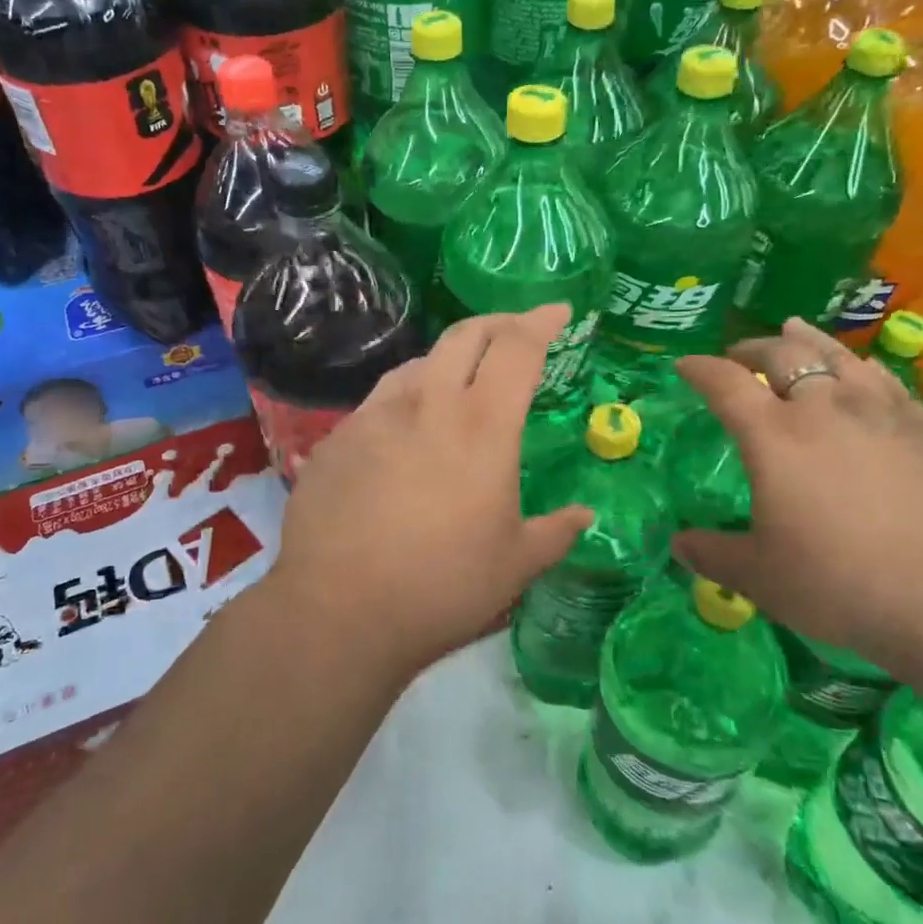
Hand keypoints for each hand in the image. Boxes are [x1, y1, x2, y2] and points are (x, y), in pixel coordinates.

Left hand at [263, 305, 592, 685]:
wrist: (338, 612)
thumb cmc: (442, 586)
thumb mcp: (515, 565)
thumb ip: (556, 533)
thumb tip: (585, 517)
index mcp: (482, 426)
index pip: (518, 348)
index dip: (542, 322)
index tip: (558, 311)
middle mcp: (427, 404)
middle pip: (465, 335)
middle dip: (498, 323)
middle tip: (516, 332)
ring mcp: (374, 417)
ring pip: (418, 363)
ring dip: (448, 360)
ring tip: (461, 382)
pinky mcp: (337, 439)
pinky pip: (380, 402)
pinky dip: (406, 400)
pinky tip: (405, 434)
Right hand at [672, 318, 922, 673]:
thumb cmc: (841, 583)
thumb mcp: (761, 577)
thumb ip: (713, 554)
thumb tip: (677, 545)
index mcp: (773, 435)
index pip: (725, 384)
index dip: (700, 369)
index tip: (684, 365)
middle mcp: (823, 407)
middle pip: (782, 355)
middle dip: (752, 348)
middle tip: (738, 354)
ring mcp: (879, 411)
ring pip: (836, 355)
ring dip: (806, 340)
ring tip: (793, 331)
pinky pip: (884, 378)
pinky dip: (859, 365)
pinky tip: (861, 371)